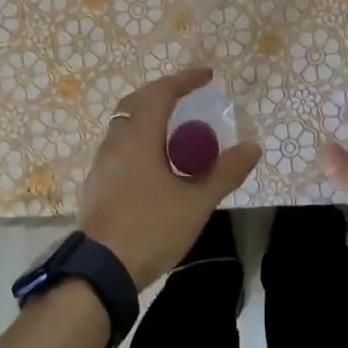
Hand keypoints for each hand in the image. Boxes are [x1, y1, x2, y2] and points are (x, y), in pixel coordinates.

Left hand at [78, 68, 261, 289]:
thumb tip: (251, 147)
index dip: (184, 80)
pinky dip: (140, 142)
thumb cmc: (150, 229)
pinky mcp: (96, 185)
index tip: (207, 76)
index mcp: (138, 137)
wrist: (100, 271)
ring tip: (176, 134)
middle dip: (163, 94)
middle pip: (137, 103)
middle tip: (188, 99)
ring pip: (125, 126)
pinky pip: (119, 148)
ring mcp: (101, 164)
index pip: (161, 93)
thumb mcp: (196, 203)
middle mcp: (115, 142)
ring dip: (150, 119)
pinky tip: (155, 166)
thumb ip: (224, 173)